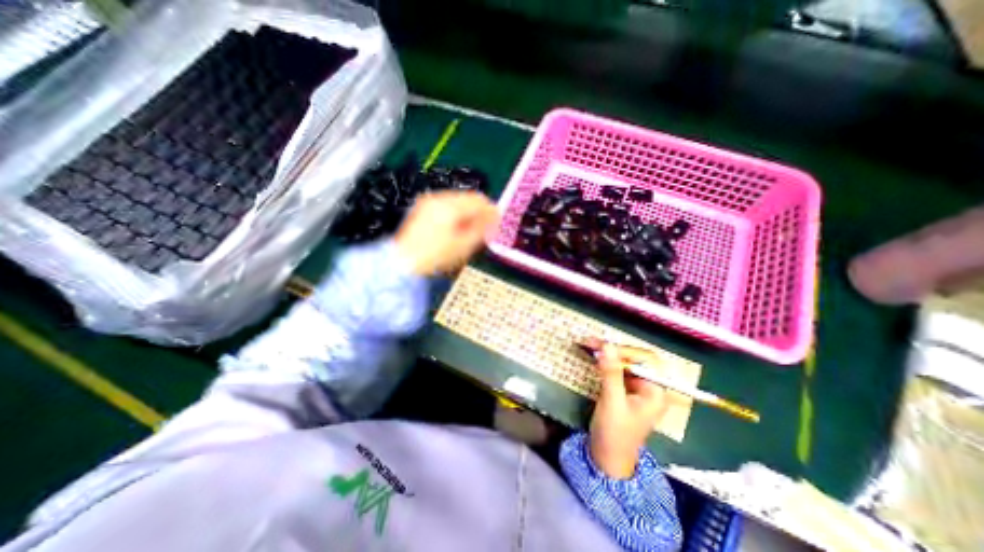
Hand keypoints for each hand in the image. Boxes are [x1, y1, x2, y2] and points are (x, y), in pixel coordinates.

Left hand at [394, 193, 499, 275]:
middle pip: (469, 198)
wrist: (404, 261)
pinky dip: (457, 214)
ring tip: (471, 230)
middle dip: (480, 211)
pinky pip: (448, 205)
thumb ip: (482, 228)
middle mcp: (439, 199)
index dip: (491, 210)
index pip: (478, 200)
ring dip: (469, 212)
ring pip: (459, 201)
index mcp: (450, 207)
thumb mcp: (464, 245)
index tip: (497, 221)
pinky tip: (457, 228)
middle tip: (486, 227)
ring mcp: (430, 202)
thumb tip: (494, 217)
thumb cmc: (434, 256)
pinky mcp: (424, 208)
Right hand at [582, 336, 667, 478]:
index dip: (626, 350)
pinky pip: (618, 369)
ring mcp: (638, 388)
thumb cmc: (614, 433)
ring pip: (625, 362)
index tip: (603, 346)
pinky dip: (606, 362)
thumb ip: (611, 373)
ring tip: (589, 345)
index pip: (646, 360)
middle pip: (636, 358)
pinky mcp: (626, 390)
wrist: (607, 458)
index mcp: (656, 391)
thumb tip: (607, 345)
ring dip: (608, 353)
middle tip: (591, 342)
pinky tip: (594, 357)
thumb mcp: (612, 402)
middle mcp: (650, 387)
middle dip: (614, 349)